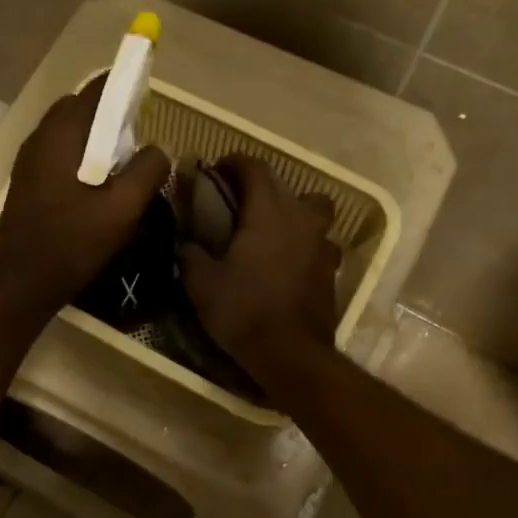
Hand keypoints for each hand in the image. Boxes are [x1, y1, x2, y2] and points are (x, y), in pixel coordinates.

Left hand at [0, 81, 169, 315]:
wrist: (21, 284)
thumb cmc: (72, 243)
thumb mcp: (122, 209)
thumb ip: (147, 171)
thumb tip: (158, 150)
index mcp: (60, 135)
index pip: (95, 91)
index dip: (124, 90)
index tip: (147, 103)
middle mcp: (39, 139)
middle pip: (80, 110)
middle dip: (110, 118)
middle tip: (136, 144)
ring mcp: (28, 162)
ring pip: (68, 135)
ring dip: (95, 142)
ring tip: (122, 170)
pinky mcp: (27, 184)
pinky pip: (59, 156)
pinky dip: (81, 160)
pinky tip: (97, 191)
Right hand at [181, 156, 340, 376]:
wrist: (292, 354)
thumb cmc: (244, 311)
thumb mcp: (201, 284)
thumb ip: (190, 255)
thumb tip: (186, 242)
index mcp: (268, 213)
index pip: (255, 169)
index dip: (234, 162)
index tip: (217, 169)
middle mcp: (300, 219)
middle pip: (285, 185)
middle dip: (260, 186)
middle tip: (237, 202)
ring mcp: (321, 244)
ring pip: (312, 210)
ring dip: (291, 211)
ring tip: (270, 230)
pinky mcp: (331, 269)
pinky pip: (318, 241)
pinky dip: (303, 242)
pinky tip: (287, 261)